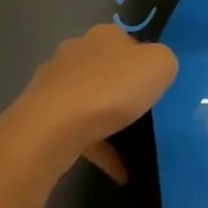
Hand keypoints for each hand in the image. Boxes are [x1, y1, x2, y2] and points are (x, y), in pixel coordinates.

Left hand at [12, 25, 178, 184]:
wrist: (52, 128)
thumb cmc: (111, 89)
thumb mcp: (160, 65)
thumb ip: (164, 62)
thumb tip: (156, 68)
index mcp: (104, 35)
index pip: (129, 42)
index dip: (144, 62)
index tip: (155, 86)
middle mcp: (76, 52)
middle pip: (106, 69)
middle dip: (121, 88)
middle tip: (143, 112)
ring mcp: (54, 85)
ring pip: (89, 100)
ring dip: (107, 121)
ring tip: (131, 147)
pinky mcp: (43, 116)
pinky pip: (78, 132)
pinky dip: (98, 149)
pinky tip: (119, 172)